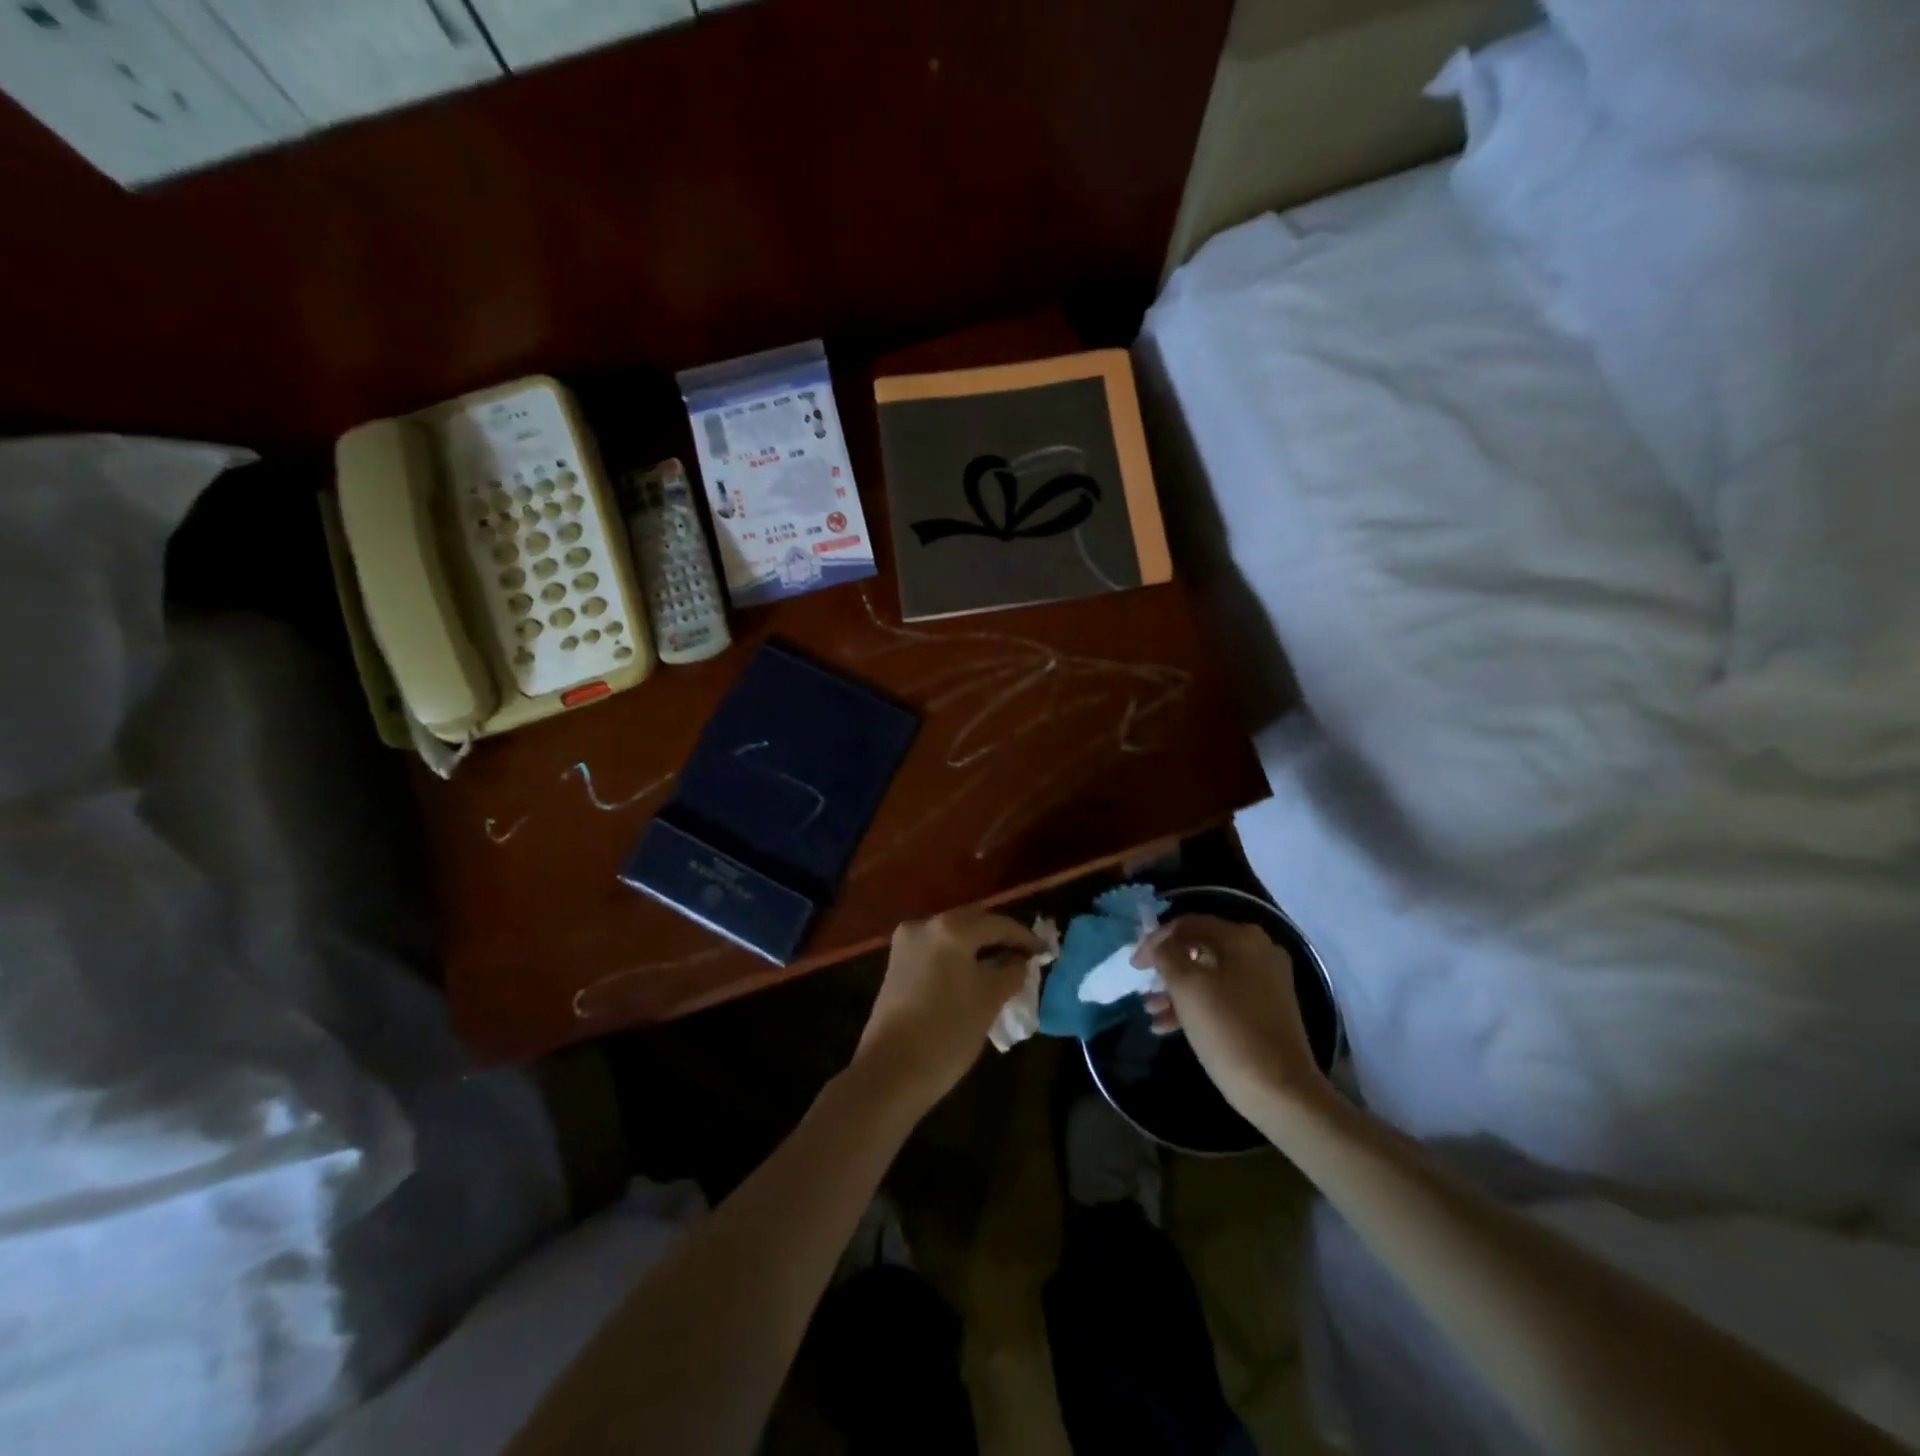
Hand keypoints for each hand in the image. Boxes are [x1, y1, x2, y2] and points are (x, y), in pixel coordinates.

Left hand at [850, 909, 1041, 1113]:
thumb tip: (1020, 960)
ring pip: (952, 936)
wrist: (891, 1071)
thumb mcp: (990, 999)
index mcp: (951, 928)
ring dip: (977, 948)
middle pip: (972, 923)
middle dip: (999, 938)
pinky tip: (973, 976)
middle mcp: (925, 924)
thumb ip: (1011, 971)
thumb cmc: (948, 1031)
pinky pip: (936, 951)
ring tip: (1002, 967)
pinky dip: (957, 958)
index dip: (1024, 937)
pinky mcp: (896, 964)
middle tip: (1024, 957)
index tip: (1044, 952)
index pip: (997, 923)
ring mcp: (906, 943)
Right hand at [1134, 915, 1328, 1120]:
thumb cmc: (1228, 1030)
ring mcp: (1265, 981)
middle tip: (1143, 986)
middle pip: (1199, 948)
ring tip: (1151, 1012)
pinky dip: (1197, 1005)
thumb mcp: (1186, 987)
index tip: (1134, 966)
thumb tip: (1160, 945)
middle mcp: (1258, 951)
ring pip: (1209, 974)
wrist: (1280, 1091)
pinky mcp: (1266, 1009)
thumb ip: (1166, 955)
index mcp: (1241, 937)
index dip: (1155, 940)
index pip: (1187, 924)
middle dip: (1167, 968)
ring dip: (1177, 990)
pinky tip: (1168, 1026)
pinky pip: (1223, 995)